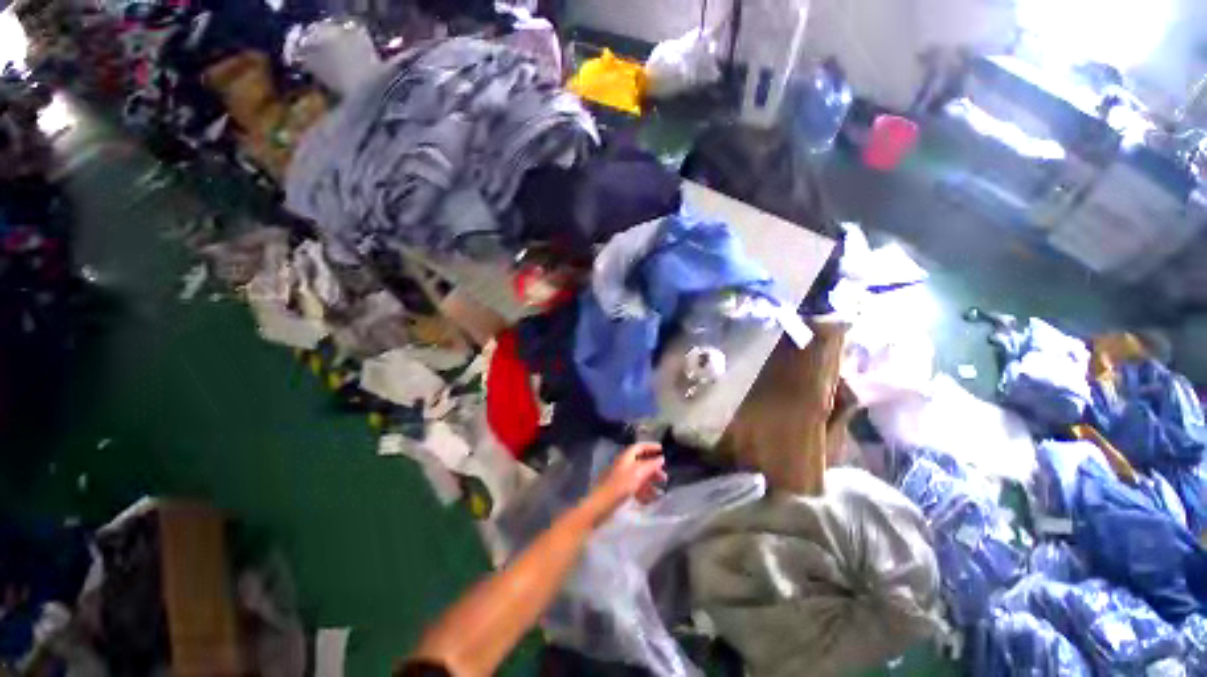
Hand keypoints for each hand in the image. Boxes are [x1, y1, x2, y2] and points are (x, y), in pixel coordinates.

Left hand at [586, 443, 667, 522]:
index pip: (640, 447)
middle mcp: (624, 465)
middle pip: (641, 462)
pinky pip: (635, 488)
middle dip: (653, 468)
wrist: (602, 504)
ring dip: (651, 481)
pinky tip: (652, 498)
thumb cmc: (621, 485)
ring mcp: (622, 478)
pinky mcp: (621, 490)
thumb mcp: (638, 473)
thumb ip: (651, 465)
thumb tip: (661, 458)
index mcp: (627, 457)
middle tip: (665, 476)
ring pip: (639, 476)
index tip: (663, 450)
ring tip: (661, 489)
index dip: (651, 447)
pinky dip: (644, 491)